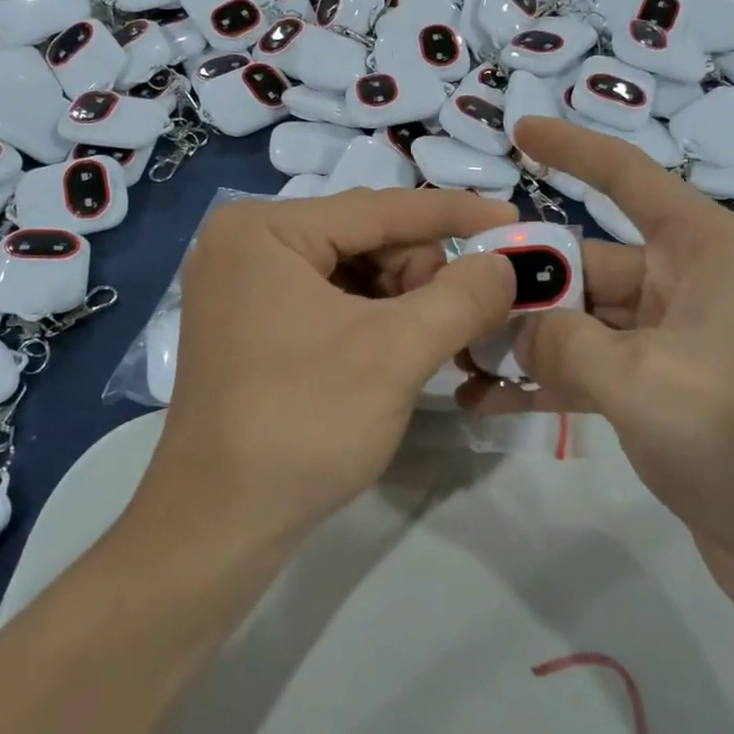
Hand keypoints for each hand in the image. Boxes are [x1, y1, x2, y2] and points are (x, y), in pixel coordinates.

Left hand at [141, 188, 516, 550]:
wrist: (218, 525)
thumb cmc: (304, 424)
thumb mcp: (396, 352)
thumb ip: (462, 297)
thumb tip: (506, 265)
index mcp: (265, 229)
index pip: (380, 207)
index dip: (455, 214)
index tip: (514, 220)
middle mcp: (247, 243)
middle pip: (365, 238)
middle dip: (422, 275)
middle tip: (460, 321)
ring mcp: (243, 286)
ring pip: (352, 271)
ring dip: (402, 302)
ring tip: (426, 347)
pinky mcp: (249, 324)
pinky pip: (328, 300)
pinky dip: (373, 321)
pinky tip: (394, 353)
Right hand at [460, 119, 733, 610]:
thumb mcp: (642, 381)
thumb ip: (561, 341)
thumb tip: (514, 325)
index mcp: (706, 251)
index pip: (628, 177)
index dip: (572, 150)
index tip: (518, 131)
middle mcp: (691, 285)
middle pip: (589, 262)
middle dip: (525, 279)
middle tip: (452, 294)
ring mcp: (675, 344)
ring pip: (584, 322)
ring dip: (525, 338)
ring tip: (455, 352)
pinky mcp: (663, 396)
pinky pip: (592, 371)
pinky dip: (546, 382)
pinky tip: (487, 401)